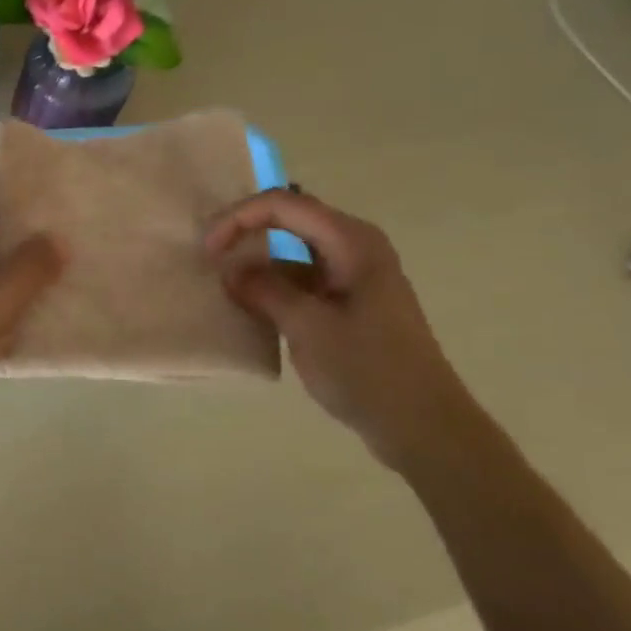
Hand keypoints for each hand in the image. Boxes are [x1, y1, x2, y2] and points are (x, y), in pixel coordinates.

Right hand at [205, 190, 487, 467]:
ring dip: (257, 261)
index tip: (208, 250)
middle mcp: (354, 248)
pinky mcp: (348, 303)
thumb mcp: (307, 327)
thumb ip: (265, 290)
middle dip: (246, 232)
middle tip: (208, 258)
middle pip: (289, 220)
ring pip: (293, 251)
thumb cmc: (368, 371)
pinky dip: (273, 286)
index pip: (284, 205)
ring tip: (222, 283)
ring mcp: (353, 276)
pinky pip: (302, 280)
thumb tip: (231, 270)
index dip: (240, 218)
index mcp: (352, 242)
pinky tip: (250, 306)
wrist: (422, 424)